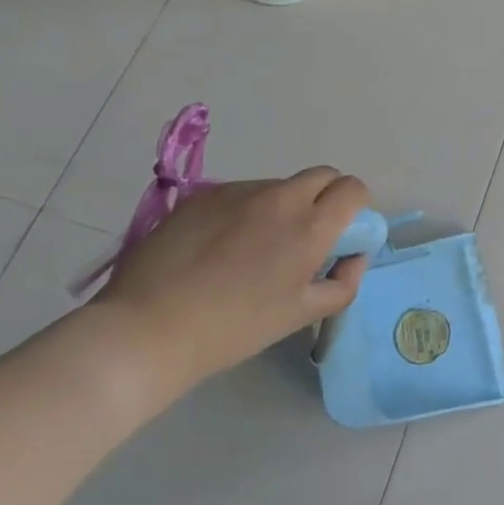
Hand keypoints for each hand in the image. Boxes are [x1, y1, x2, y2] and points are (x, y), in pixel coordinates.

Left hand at [95, 168, 370, 396]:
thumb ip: (343, 282)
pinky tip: (219, 247)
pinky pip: (241, 193)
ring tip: (252, 248)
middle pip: (322, 175)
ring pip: (279, 185)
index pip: (353, 188)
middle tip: (306, 236)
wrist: (148, 329)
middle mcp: (280, 197)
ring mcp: (239, 191)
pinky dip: (245, 211)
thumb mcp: (301, 315)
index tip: (341, 233)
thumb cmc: (233, 328)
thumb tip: (354, 256)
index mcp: (310, 226)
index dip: (355, 206)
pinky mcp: (204, 194)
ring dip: (283, 205)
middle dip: (325, 197)